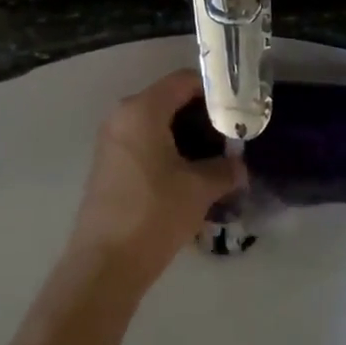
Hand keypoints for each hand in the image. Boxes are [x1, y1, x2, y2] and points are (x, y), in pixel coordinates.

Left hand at [65, 70, 244, 291]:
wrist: (106, 263)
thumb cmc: (155, 213)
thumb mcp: (200, 188)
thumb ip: (225, 168)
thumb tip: (238, 165)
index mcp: (142, 110)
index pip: (184, 81)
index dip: (215, 92)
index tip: (239, 111)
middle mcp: (122, 116)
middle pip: (171, 101)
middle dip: (204, 118)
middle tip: (232, 139)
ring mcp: (112, 141)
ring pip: (158, 124)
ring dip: (188, 137)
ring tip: (217, 160)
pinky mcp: (110, 164)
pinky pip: (145, 143)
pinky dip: (169, 151)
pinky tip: (191, 176)